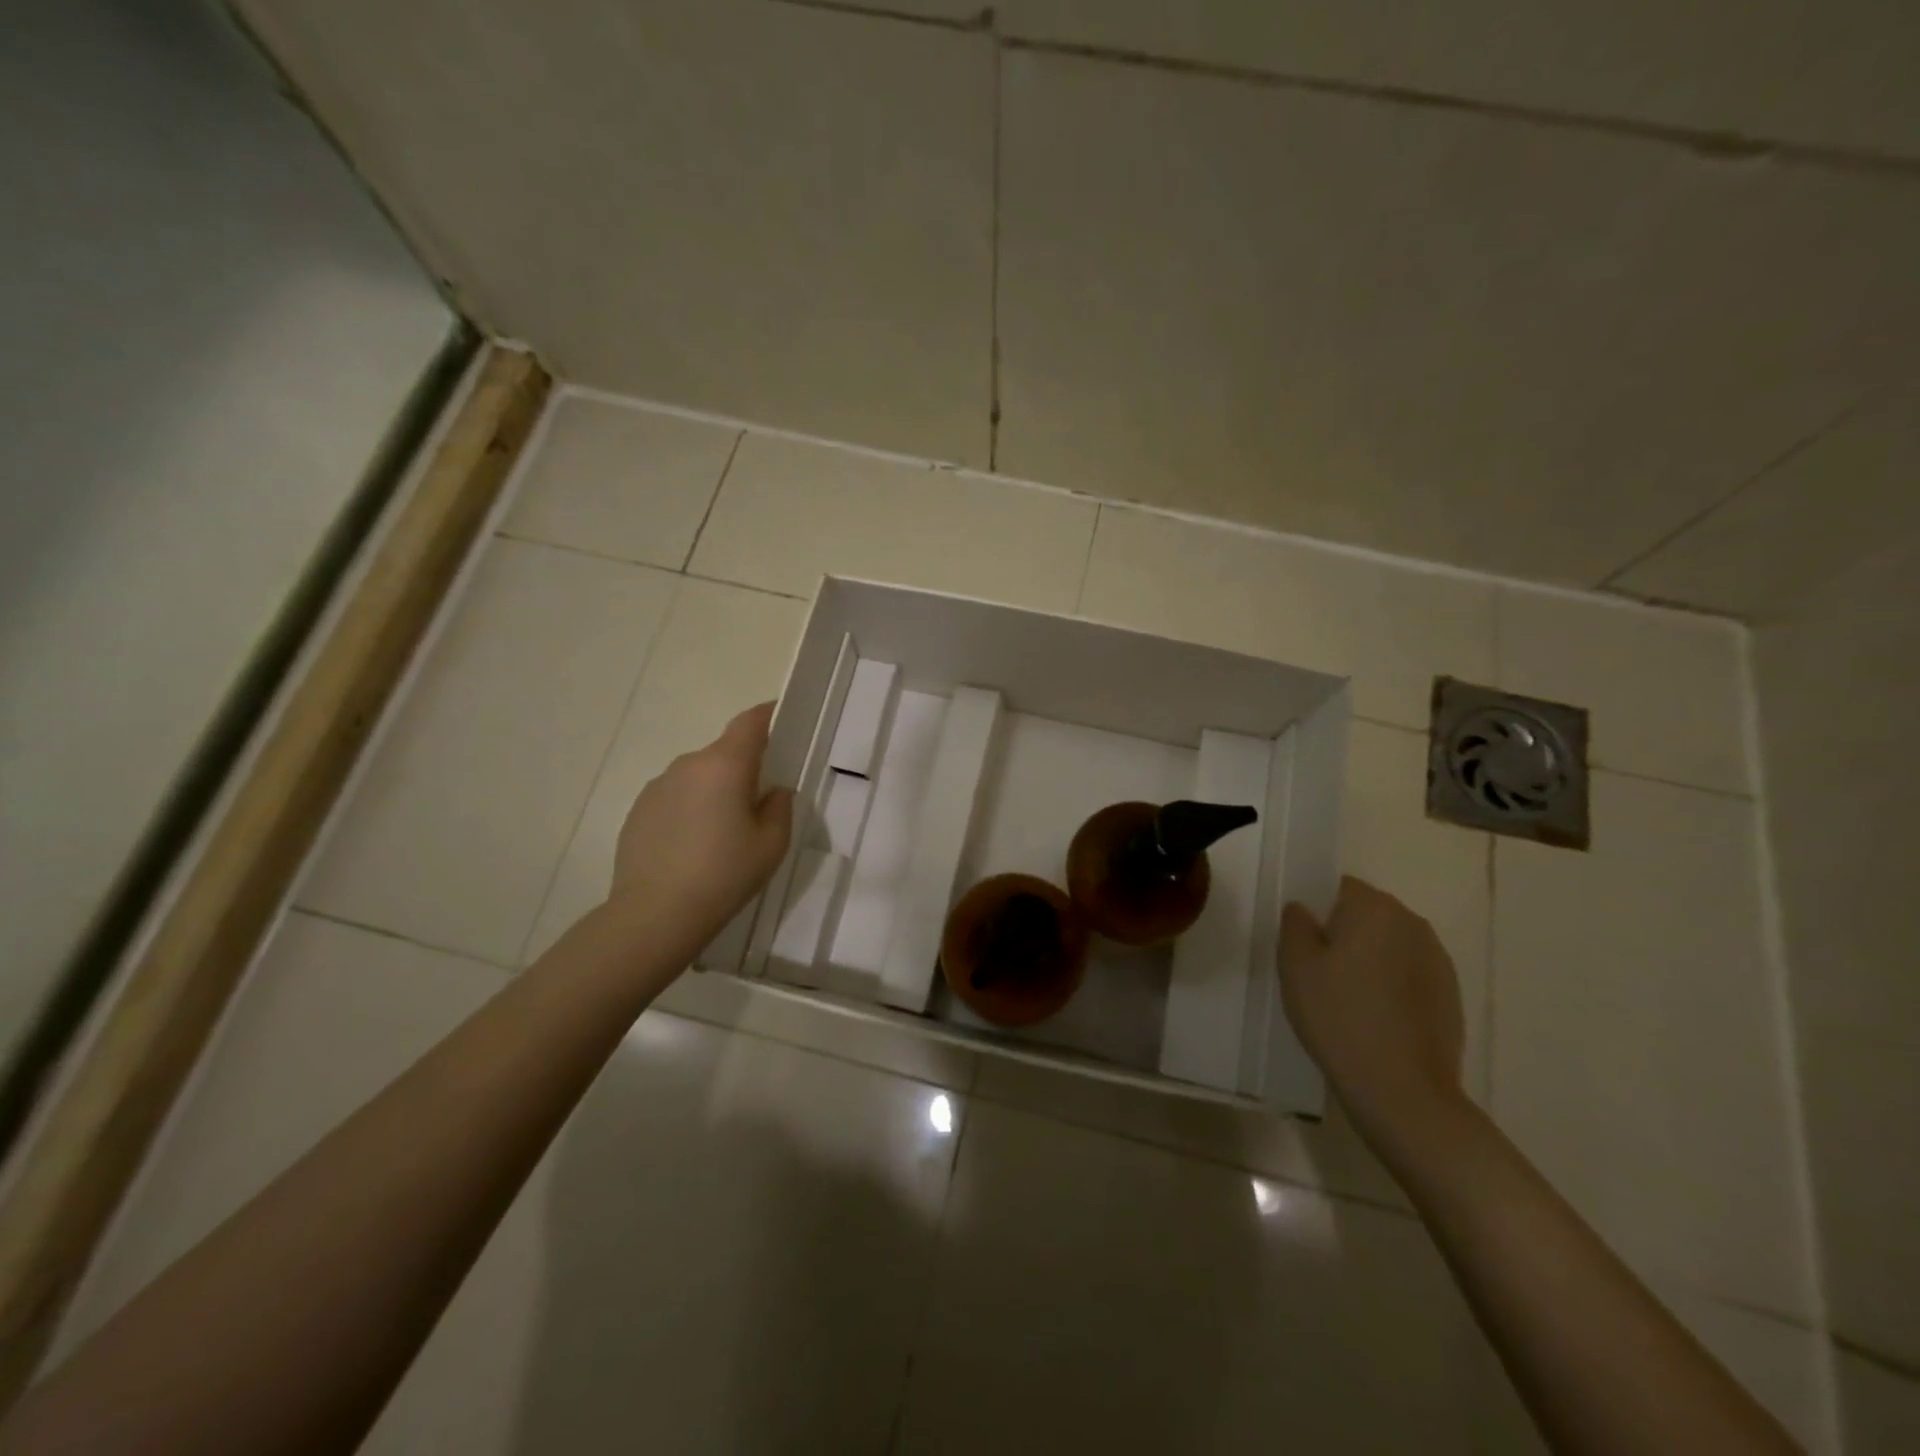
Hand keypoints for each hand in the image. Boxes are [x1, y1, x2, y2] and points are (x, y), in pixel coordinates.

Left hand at [607, 702, 793, 961]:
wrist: (655, 914)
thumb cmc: (724, 874)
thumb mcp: (771, 845)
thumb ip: (779, 808)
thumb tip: (773, 791)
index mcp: (726, 765)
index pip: (750, 722)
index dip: (768, 715)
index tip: (782, 718)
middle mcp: (689, 765)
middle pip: (724, 752)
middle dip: (744, 768)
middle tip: (758, 804)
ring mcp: (658, 786)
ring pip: (698, 776)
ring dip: (714, 791)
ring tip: (722, 834)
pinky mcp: (638, 810)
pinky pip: (675, 798)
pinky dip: (689, 810)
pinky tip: (692, 848)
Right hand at [1278, 876, 1466, 1140]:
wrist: (1403, 1090)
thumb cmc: (1339, 1018)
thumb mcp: (1295, 967)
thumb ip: (1295, 925)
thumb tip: (1303, 910)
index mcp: (1374, 908)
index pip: (1340, 887)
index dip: (1318, 911)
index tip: (1305, 944)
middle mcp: (1412, 923)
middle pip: (1368, 913)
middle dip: (1344, 933)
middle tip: (1319, 972)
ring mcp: (1437, 960)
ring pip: (1389, 944)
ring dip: (1369, 959)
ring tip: (1348, 998)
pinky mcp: (1451, 993)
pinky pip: (1408, 973)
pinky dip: (1391, 985)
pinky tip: (1375, 1018)